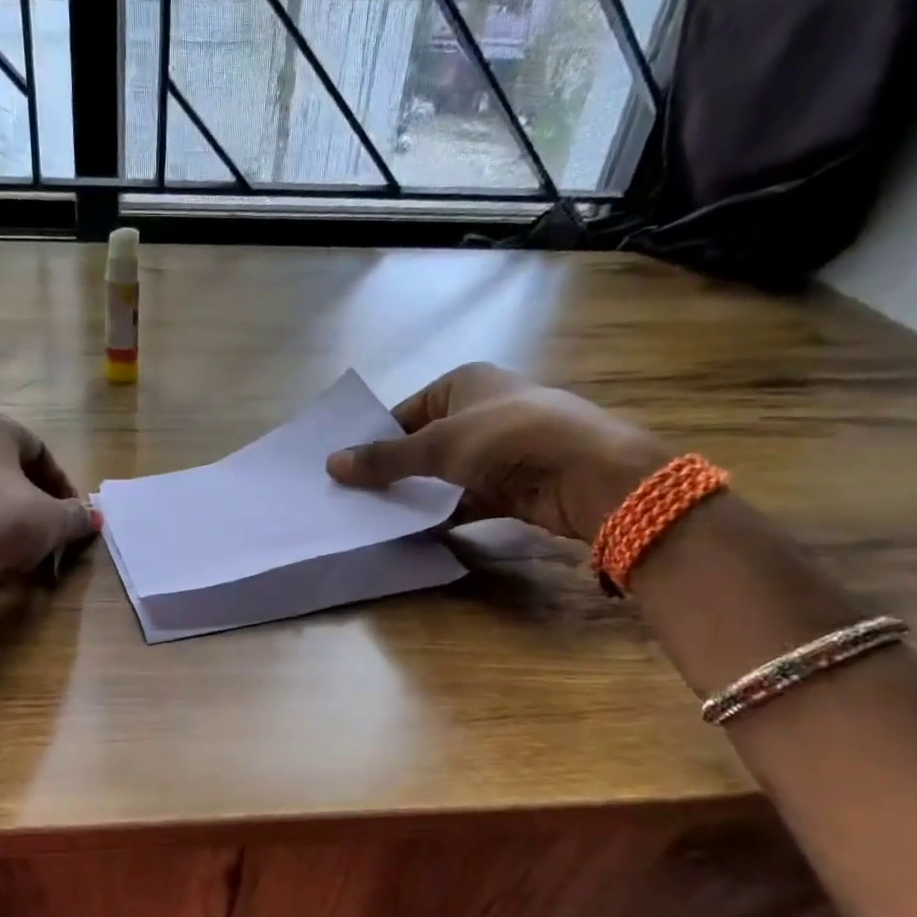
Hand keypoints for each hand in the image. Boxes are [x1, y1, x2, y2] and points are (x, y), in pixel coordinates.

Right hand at [326, 364, 669, 543]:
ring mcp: (496, 452)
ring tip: (373, 517)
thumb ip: (384, 458)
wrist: (586, 473)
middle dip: (392, 471)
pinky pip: (463, 501)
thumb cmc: (507, 438)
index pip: (406, 411)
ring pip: (442, 475)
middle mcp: (480, 413)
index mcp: (465, 384)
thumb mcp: (437, 444)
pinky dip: (442, 514)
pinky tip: (412, 532)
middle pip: (422, 444)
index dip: (376, 438)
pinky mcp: (508, 487)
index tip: (345, 469)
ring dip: (416, 495)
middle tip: (352, 497)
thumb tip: (331, 464)